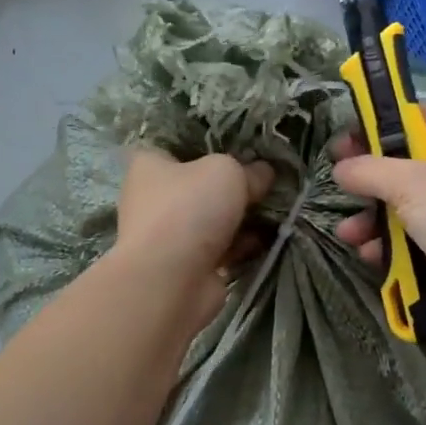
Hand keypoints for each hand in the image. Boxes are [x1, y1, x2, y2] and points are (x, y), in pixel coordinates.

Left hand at [115, 148, 275, 329]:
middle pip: (199, 183)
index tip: (239, 144)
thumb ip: (249, 169)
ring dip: (241, 216)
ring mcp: (169, 235)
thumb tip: (263, 173)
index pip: (176, 144)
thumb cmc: (189, 209)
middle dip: (232, 184)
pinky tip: (269, 237)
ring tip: (276, 206)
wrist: (171, 281)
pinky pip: (221, 247)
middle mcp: (153, 198)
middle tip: (266, 177)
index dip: (207, 143)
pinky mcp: (187, 265)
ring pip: (212, 217)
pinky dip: (242, 244)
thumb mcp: (227, 172)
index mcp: (149, 165)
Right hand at [331, 103, 425, 342]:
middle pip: (411, 164)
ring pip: (407, 205)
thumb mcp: (411, 184)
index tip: (351, 133)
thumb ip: (370, 170)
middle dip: (373, 175)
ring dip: (373, 217)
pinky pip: (413, 238)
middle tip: (338, 176)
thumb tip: (341, 169)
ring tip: (347, 231)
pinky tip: (368, 253)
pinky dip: (389, 244)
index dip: (387, 120)